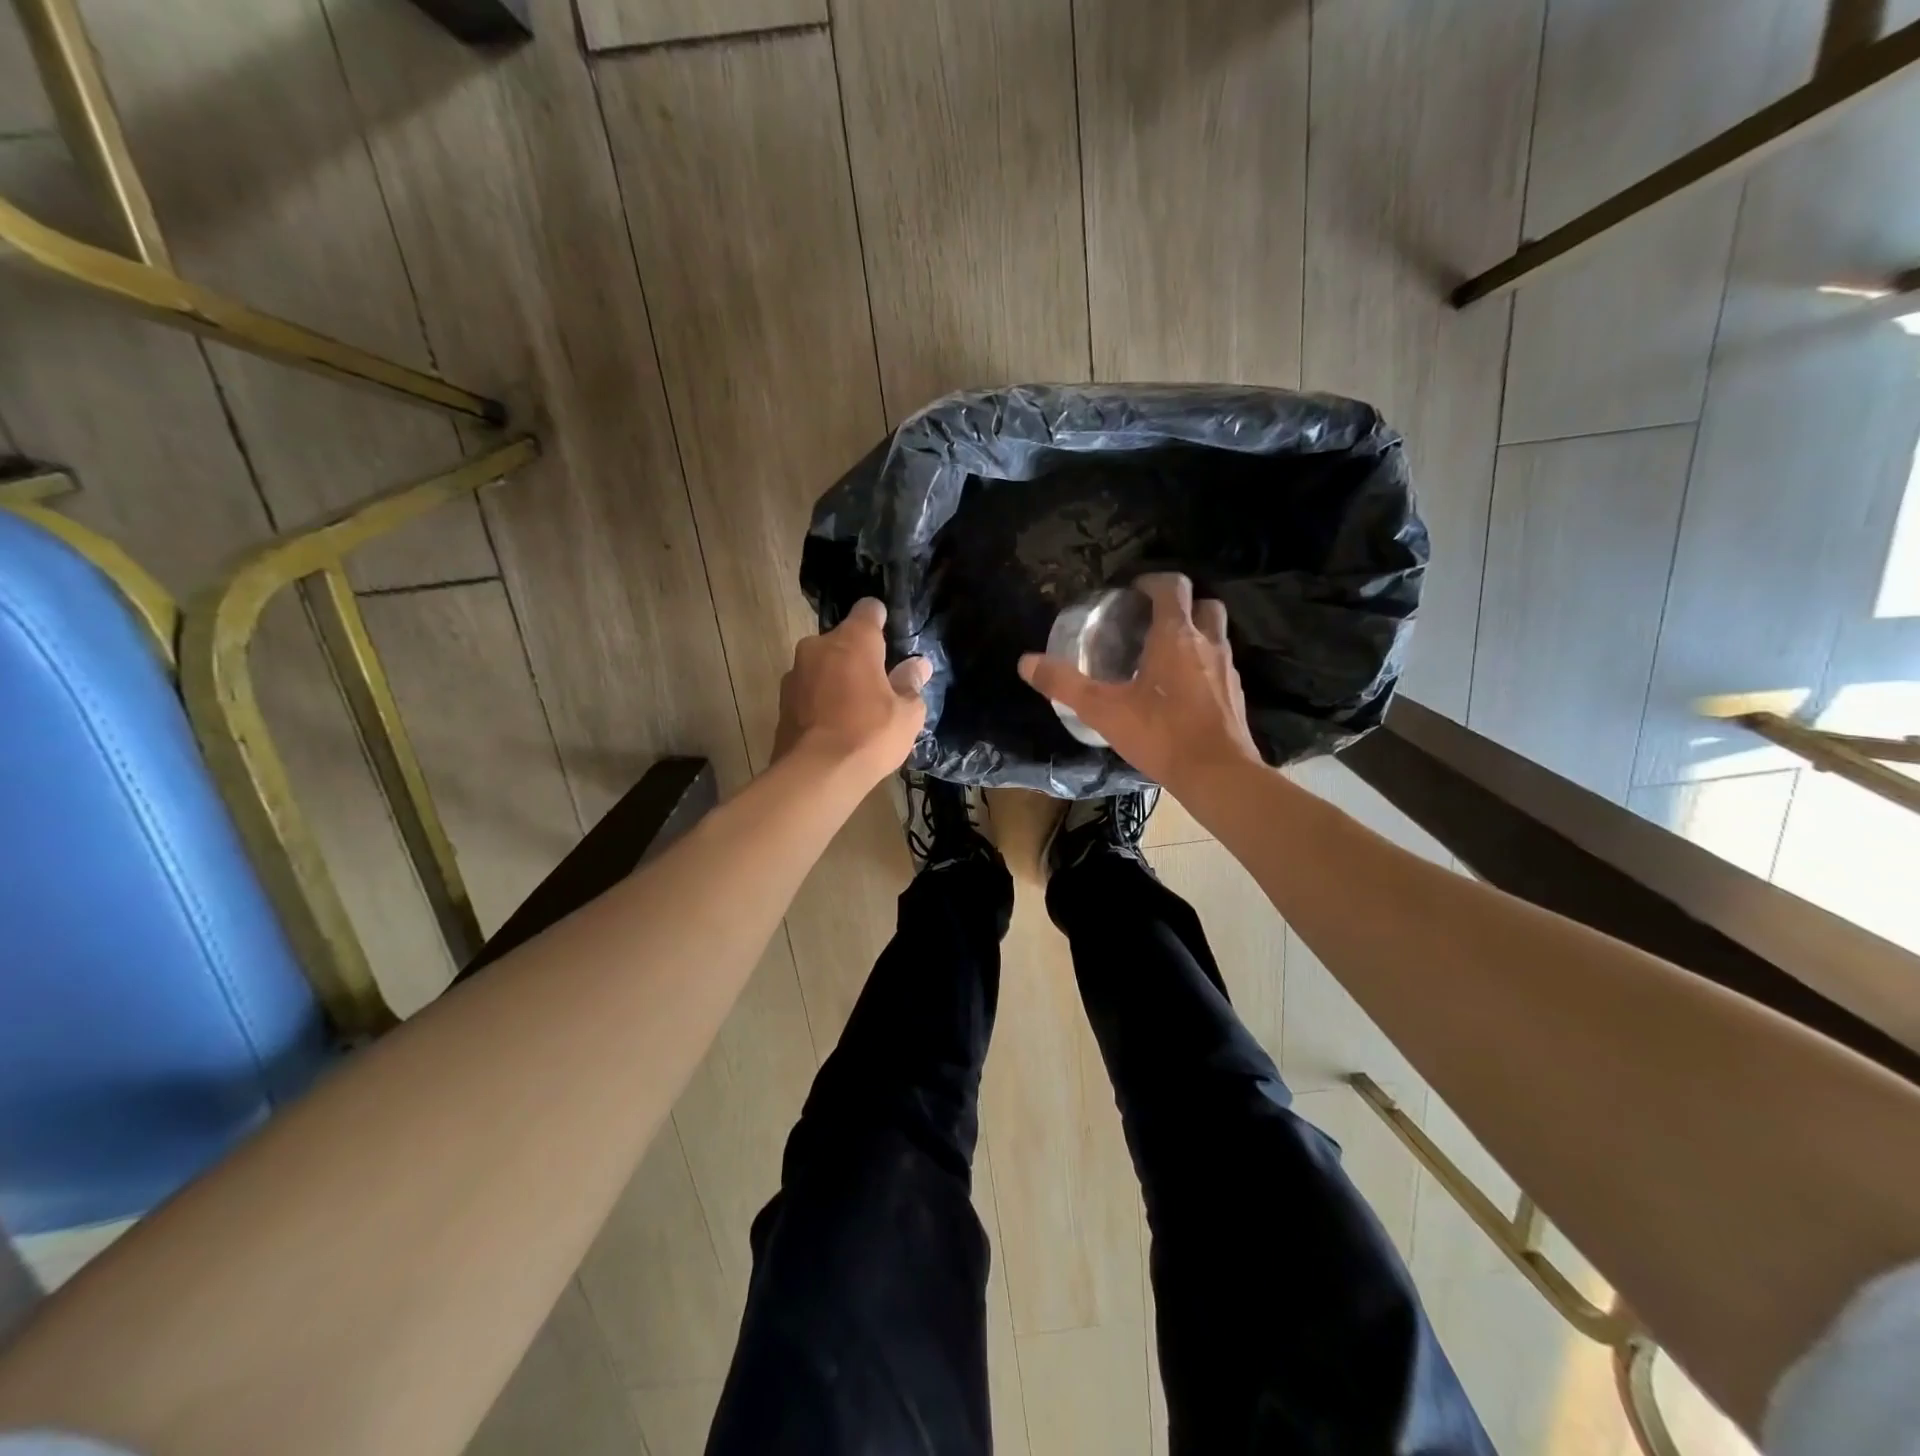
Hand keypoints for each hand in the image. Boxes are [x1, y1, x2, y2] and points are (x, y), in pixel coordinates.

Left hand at [773, 598, 930, 779]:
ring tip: (854, 710)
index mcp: (853, 640)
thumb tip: (918, 666)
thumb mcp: (907, 714)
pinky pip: (809, 690)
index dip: (880, 620)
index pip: (868, 610)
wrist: (815, 775)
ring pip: (823, 666)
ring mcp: (795, 673)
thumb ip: (911, 683)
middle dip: (858, 656)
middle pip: (843, 640)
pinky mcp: (781, 701)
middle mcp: (818, 646)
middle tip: (878, 685)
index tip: (890, 639)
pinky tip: (834, 726)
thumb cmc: (869, 735)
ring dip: (837, 678)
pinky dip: (820, 700)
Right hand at [1017, 572, 1260, 792]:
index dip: (1152, 582)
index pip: (1173, 586)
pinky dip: (1203, 665)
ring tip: (1164, 655)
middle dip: (1180, 605)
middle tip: (1151, 622)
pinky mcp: (1236, 694)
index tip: (1132, 593)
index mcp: (1176, 635)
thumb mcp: (1103, 710)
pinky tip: (1181, 691)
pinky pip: (1220, 665)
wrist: (1217, 774)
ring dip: (1195, 633)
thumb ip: (1064, 684)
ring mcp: (1227, 669)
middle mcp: (1208, 643)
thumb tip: (1026, 662)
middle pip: (1203, 604)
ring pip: (1216, 634)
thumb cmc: (1161, 734)